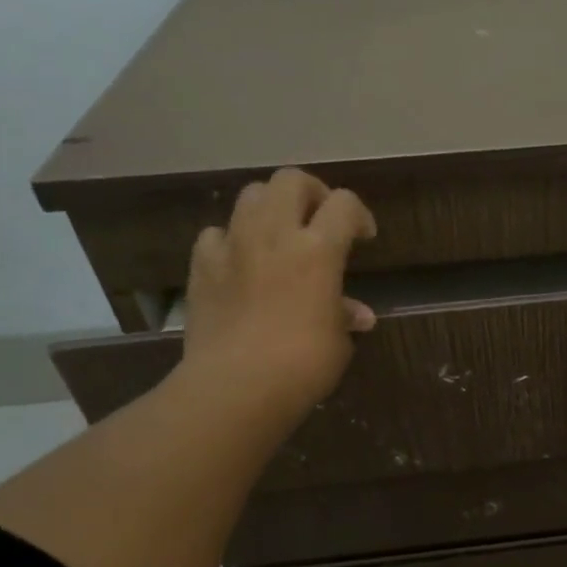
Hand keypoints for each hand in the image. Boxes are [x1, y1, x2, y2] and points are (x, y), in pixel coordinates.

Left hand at [179, 167, 376, 428]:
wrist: (236, 386)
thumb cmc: (303, 365)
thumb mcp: (338, 342)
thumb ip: (344, 316)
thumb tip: (358, 314)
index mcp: (318, 249)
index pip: (344, 204)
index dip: (359, 214)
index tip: (364, 237)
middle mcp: (275, 234)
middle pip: (291, 180)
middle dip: (312, 193)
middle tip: (320, 219)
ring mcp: (233, 245)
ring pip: (251, 195)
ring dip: (271, 207)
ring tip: (280, 234)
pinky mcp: (202, 265)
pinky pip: (217, 234)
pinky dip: (232, 240)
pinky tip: (241, 262)